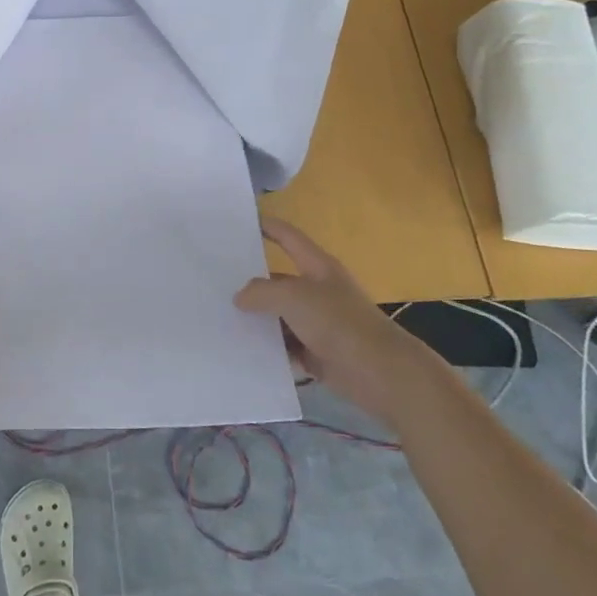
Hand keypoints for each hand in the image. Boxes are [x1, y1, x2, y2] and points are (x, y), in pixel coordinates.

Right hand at [234, 216, 426, 427]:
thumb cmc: (338, 323)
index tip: (241, 222)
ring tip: (221, 319)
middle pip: (278, 280)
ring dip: (257, 320)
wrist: (381, 373)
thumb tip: (240, 297)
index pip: (288, 237)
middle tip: (215, 282)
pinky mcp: (318, 352)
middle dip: (251, 282)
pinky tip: (244, 350)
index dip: (267, 226)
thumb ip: (261, 292)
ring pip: (279, 316)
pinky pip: (286, 346)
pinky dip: (270, 348)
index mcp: (317, 267)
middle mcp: (317, 291)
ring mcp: (318, 323)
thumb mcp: (293, 297)